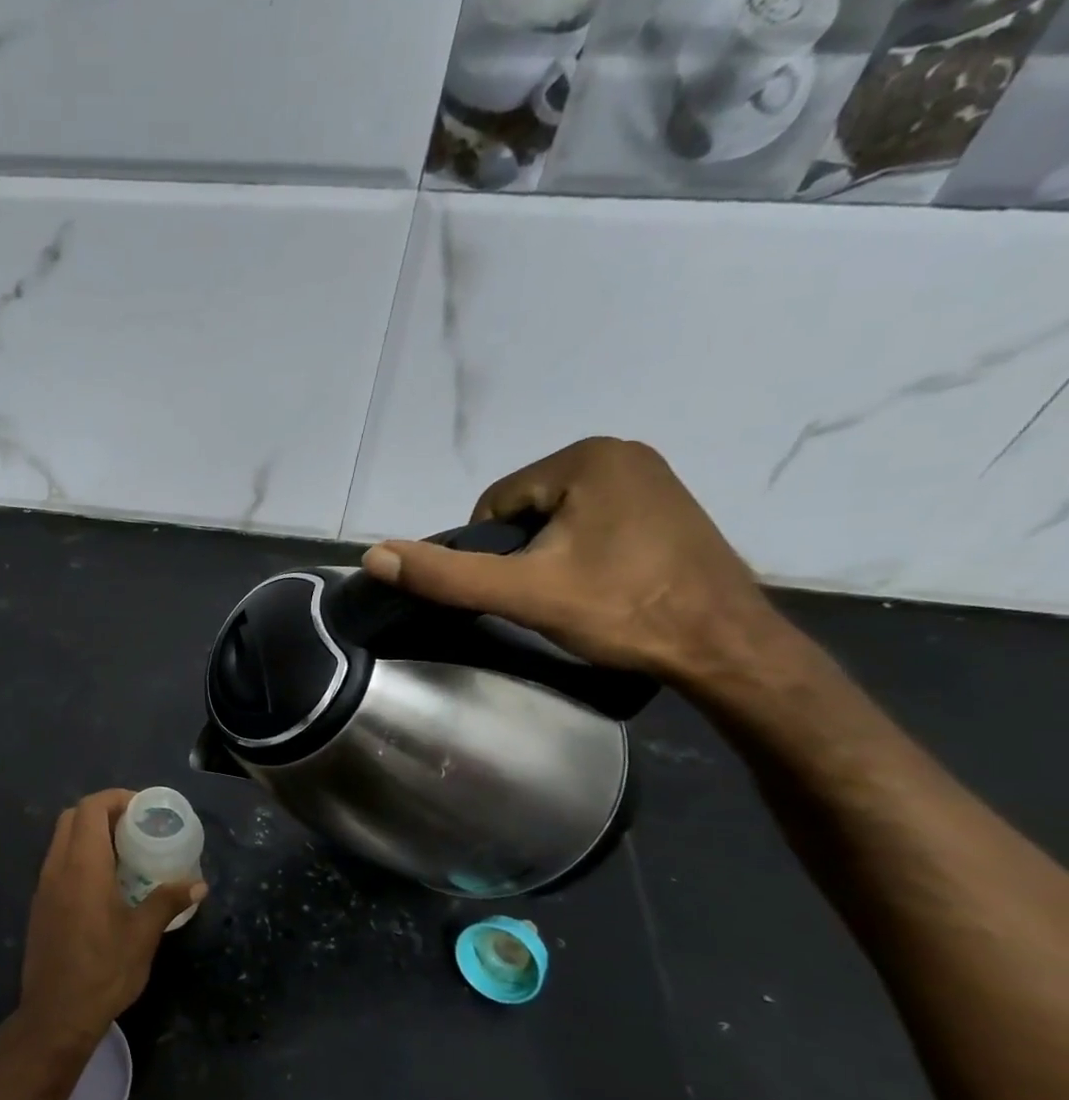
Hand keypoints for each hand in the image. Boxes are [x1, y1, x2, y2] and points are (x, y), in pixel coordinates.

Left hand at [15, 790, 205, 1054]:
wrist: (56, 1015)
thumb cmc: (104, 971)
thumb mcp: (143, 935)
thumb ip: (167, 901)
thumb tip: (198, 883)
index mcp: (82, 866)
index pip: (91, 808)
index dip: (116, 798)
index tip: (144, 809)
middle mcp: (57, 867)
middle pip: (73, 817)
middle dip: (104, 812)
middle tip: (136, 827)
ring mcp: (44, 886)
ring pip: (62, 839)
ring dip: (90, 834)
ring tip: (125, 851)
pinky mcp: (40, 905)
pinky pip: (58, 862)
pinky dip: (80, 856)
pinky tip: (105, 882)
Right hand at [360, 438, 782, 685]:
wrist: (725, 647)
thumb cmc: (622, 610)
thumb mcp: (522, 594)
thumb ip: (445, 575)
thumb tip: (374, 555)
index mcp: (586, 458)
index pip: (495, 504)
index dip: (492, 554)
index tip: (523, 590)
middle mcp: (620, 452)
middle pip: (525, 510)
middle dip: (522, 554)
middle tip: (550, 598)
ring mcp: (650, 477)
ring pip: (557, 519)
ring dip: (550, 556)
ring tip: (577, 596)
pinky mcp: (666, 505)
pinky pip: (593, 522)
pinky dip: (582, 552)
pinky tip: (603, 586)